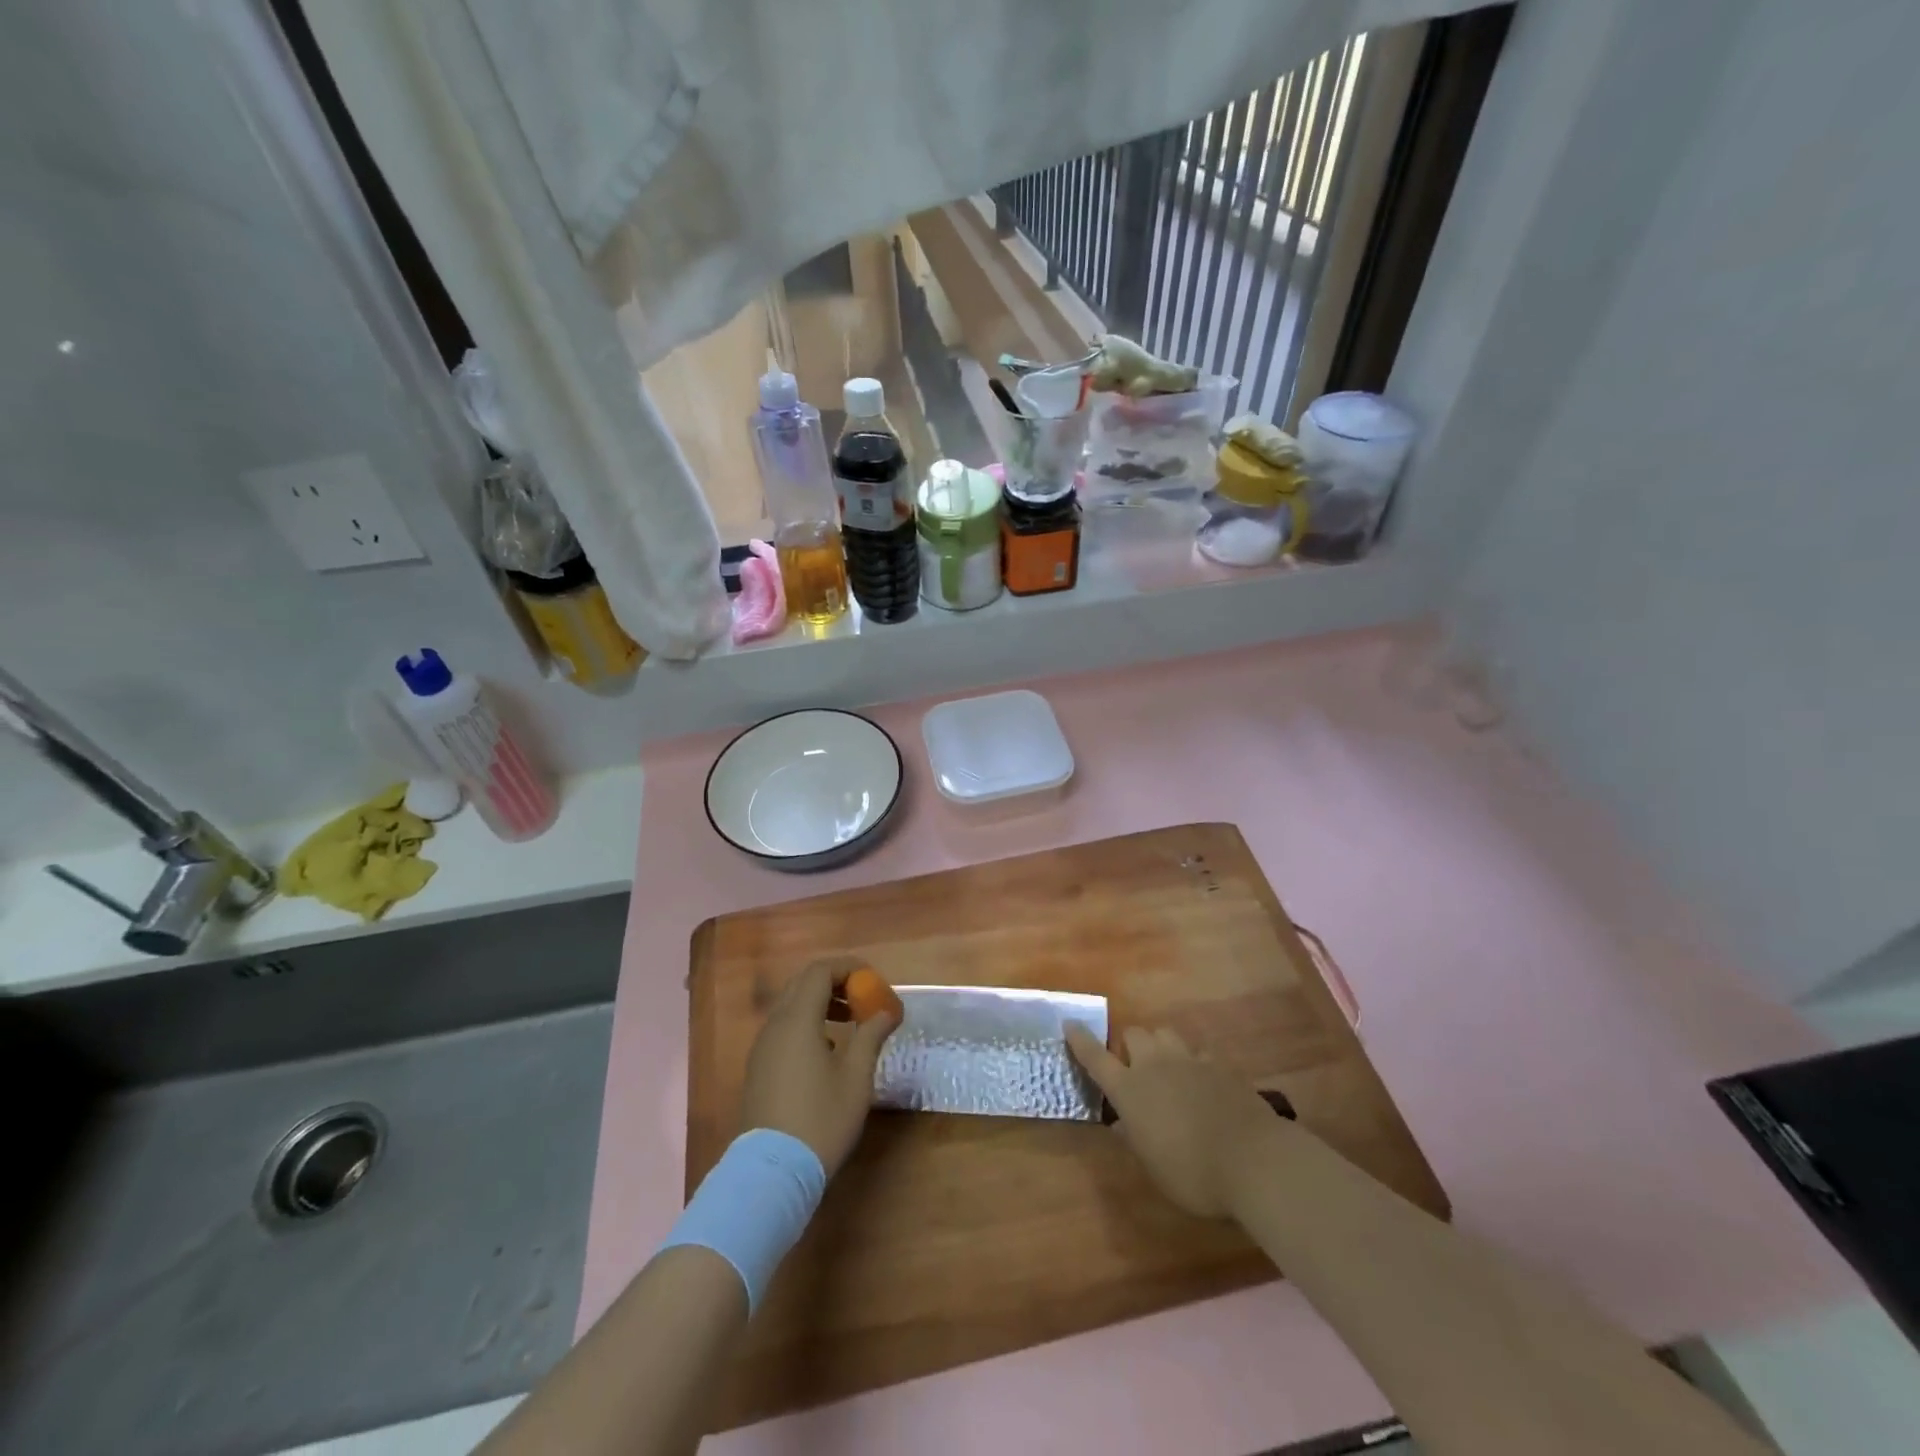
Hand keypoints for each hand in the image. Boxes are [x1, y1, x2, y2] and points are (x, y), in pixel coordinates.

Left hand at [740, 963, 898, 1175]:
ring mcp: (762, 1047)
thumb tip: (886, 1011)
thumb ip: (871, 1035)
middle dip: (835, 982)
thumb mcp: (856, 1077)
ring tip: (850, 1023)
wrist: (772, 1172)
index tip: (874, 981)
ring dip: (821, 1002)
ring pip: (791, 1006)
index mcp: (797, 1019)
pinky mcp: (758, 1068)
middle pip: (803, 983)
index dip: (849, 968)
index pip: (820, 971)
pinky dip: (807, 1023)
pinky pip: (783, 1028)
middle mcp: (774, 1025)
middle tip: (863, 998)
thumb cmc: (821, 1119)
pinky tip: (827, 1050)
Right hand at [1066, 1023, 1283, 1218]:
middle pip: (1133, 1034)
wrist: (1252, 1159)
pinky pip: (1199, 1052)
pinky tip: (1203, 1082)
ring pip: (1165, 1033)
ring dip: (1160, 1045)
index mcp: (1129, 1090)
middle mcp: (1154, 1065)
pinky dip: (1195, 1062)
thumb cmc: (1192, 1173)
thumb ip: (1134, 1139)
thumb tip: (1121, 1123)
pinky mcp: (1219, 1064)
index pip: (1095, 1057)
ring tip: (1167, 1068)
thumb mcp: (1153, 1167)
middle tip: (1134, 1067)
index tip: (1069, 1023)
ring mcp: (1189, 1060)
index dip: (1080, 1040)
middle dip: (1129, 1044)